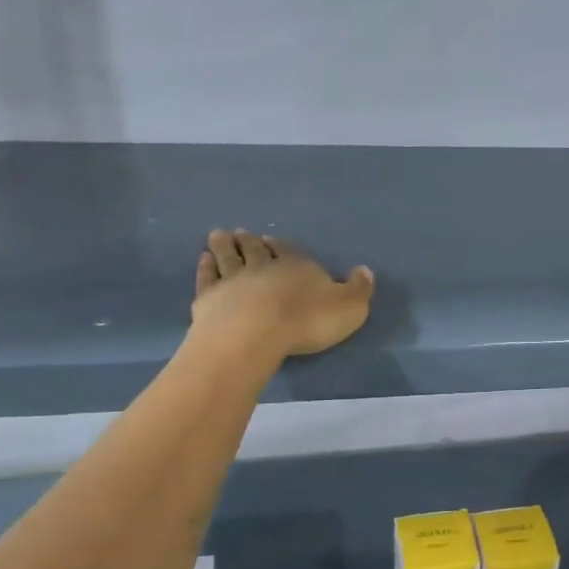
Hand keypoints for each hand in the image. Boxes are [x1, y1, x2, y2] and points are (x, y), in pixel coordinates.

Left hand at [191, 230, 373, 358]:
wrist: (255, 335)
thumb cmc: (307, 320)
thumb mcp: (349, 307)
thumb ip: (359, 288)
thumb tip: (365, 270)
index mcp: (297, 265)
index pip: (288, 250)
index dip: (279, 246)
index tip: (269, 239)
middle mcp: (263, 266)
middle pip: (254, 249)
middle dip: (248, 241)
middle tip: (240, 232)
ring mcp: (232, 280)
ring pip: (227, 257)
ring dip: (223, 246)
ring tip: (218, 235)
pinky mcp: (209, 298)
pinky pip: (207, 278)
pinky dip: (205, 267)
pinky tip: (203, 261)